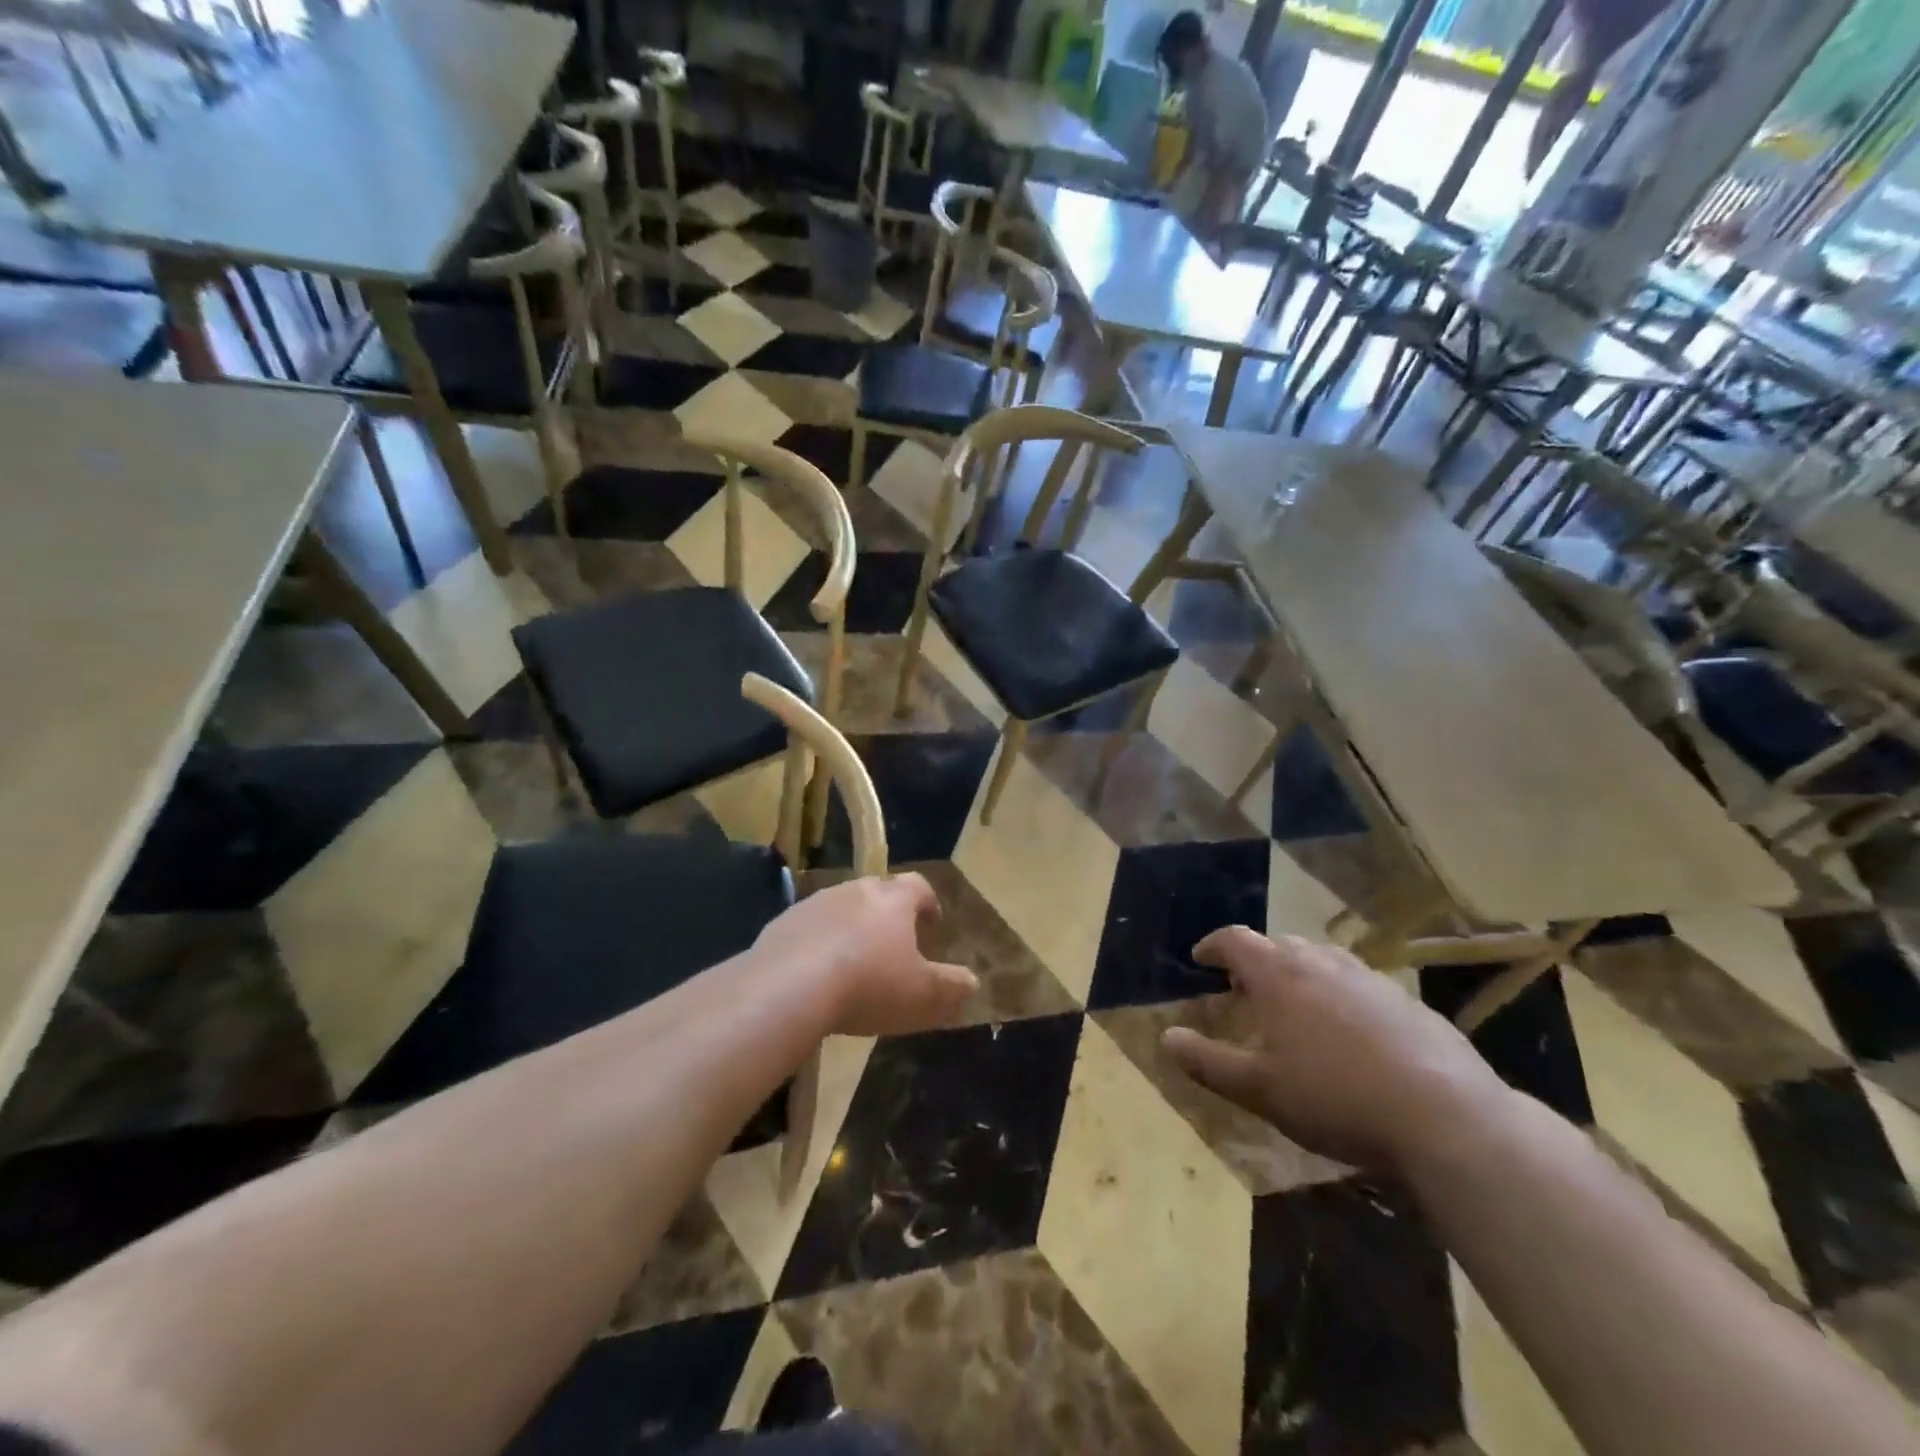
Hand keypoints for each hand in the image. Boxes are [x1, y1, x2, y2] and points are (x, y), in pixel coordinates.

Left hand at [753, 873, 977, 1037]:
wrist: (788, 988)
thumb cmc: (868, 985)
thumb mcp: (922, 995)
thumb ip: (951, 987)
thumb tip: (972, 981)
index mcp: (893, 900)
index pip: (918, 886)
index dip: (928, 902)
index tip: (932, 921)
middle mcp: (855, 890)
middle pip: (878, 892)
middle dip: (887, 914)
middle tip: (893, 944)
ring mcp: (815, 903)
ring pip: (841, 908)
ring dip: (850, 928)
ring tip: (852, 962)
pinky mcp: (782, 923)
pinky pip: (808, 929)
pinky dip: (816, 944)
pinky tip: (815, 974)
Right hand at [1160, 927, 1510, 1172]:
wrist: (1447, 1118)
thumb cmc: (1335, 1097)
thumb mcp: (1259, 1089)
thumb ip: (1208, 1061)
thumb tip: (1167, 1037)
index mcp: (1279, 975)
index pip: (1235, 940)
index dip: (1213, 946)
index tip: (1200, 959)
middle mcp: (1321, 962)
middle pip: (1279, 945)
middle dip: (1256, 961)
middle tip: (1245, 989)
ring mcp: (1369, 978)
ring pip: (1322, 961)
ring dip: (1300, 975)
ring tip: (1296, 1009)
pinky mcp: (1408, 1001)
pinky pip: (1359, 986)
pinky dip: (1340, 997)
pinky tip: (1351, 1037)